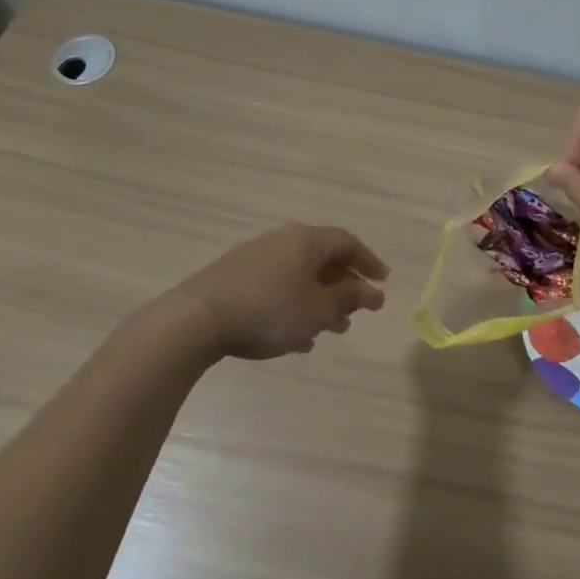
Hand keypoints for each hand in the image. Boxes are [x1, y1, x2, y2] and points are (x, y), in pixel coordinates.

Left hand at [144, 223, 389, 361]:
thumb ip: (349, 298)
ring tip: (332, 331)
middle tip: (359, 311)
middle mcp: (282, 241)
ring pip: (299, 276)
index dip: (368, 262)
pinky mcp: (233, 279)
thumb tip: (372, 292)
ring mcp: (254, 258)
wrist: (196, 320)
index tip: (383, 282)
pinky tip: (296, 338)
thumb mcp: (318, 309)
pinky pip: (276, 288)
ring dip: (320, 301)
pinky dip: (293, 307)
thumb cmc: (269, 310)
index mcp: (306, 240)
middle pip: (322, 259)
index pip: (348, 243)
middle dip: (344, 286)